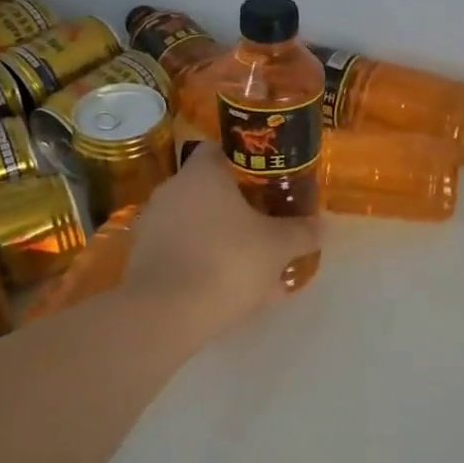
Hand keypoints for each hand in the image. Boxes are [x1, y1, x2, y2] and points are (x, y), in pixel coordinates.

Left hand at [123, 147, 320, 334]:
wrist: (165, 313)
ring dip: (223, 239)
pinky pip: (182, 252)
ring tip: (253, 266)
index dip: (247, 162)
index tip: (269, 180)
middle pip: (210, 189)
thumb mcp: (278, 247)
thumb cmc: (227, 262)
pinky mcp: (142, 258)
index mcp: (202, 174)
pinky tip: (228, 290)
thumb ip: (301, 232)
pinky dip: (204, 263)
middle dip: (240, 207)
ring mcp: (153, 224)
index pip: (220, 149)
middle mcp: (172, 190)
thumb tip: (321, 225)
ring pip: (197, 224)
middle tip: (268, 225)